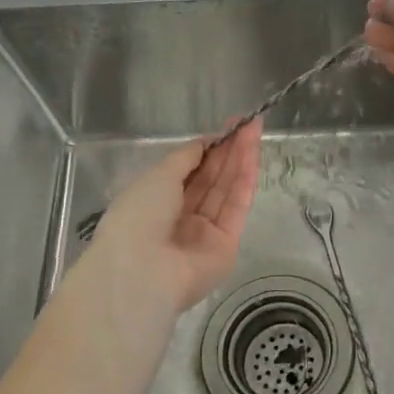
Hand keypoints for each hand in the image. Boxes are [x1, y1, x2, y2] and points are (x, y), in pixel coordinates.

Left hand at [88, 120, 261, 314]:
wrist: (143, 271)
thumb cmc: (139, 217)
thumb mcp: (157, 176)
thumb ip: (185, 157)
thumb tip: (205, 142)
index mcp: (156, 201)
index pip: (189, 170)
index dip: (209, 147)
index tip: (228, 126)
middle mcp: (182, 216)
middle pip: (211, 178)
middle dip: (229, 150)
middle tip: (249, 123)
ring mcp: (205, 232)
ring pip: (226, 190)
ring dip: (241, 160)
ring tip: (254, 132)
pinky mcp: (226, 245)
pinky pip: (236, 208)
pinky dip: (245, 182)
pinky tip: (253, 158)